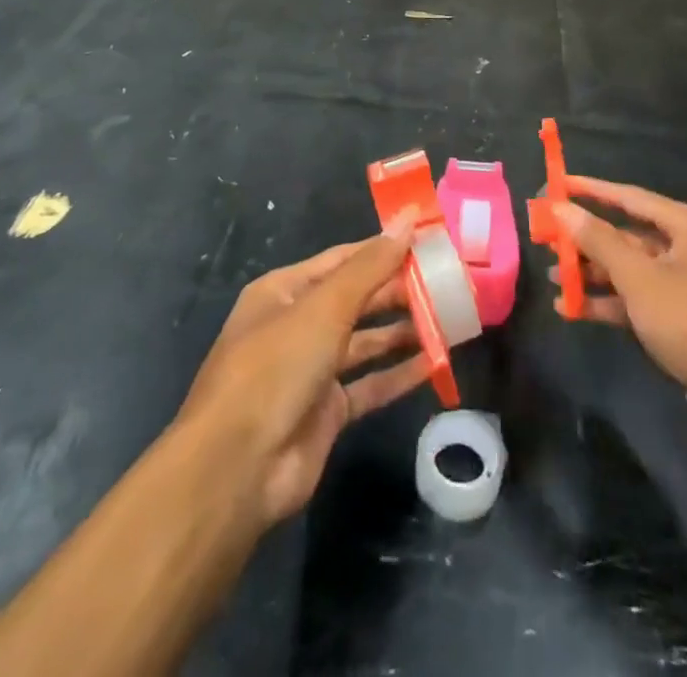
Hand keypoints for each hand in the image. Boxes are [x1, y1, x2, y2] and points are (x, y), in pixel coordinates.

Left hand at [176, 217, 428, 527]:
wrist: (236, 468)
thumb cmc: (276, 367)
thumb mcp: (325, 307)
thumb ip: (371, 266)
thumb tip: (408, 217)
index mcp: (285, 290)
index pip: (344, 259)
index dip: (385, 248)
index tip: (428, 239)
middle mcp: (297, 324)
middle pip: (357, 299)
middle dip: (399, 290)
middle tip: (448, 281)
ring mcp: (311, 370)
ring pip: (365, 341)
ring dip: (403, 330)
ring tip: (450, 318)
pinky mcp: (326, 412)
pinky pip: (369, 385)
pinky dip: (398, 374)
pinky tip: (435, 363)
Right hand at [556, 178, 686, 434]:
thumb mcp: (639, 279)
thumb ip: (597, 241)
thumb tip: (561, 206)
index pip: (629, 196)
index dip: (590, 190)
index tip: (555, 184)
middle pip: (625, 233)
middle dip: (585, 239)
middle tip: (544, 238)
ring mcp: (684, 284)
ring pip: (628, 268)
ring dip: (591, 273)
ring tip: (550, 277)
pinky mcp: (680, 318)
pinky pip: (636, 298)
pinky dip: (607, 302)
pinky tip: (572, 309)